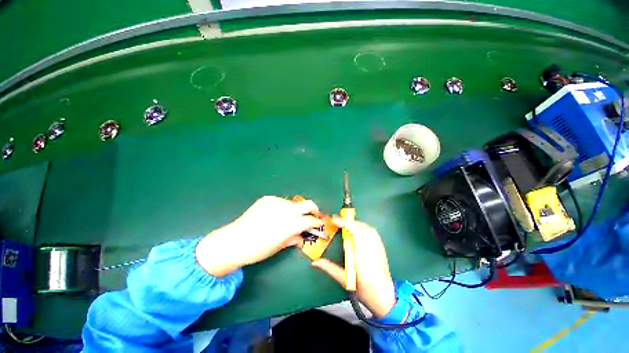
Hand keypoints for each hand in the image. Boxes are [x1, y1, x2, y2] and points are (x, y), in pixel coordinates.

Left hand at [196, 196, 322, 276]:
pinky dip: (282, 207)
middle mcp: (288, 210)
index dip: (316, 222)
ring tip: (287, 218)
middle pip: (308, 204)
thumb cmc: (259, 249)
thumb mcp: (280, 246)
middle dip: (313, 209)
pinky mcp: (268, 198)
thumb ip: (294, 238)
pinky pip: (280, 202)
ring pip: (293, 203)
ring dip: (294, 210)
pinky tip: (274, 214)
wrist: (234, 241)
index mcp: (293, 224)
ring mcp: (277, 202)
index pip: (311, 220)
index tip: (318, 224)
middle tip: (312, 215)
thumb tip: (301, 236)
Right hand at [312, 218, 395, 317]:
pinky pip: (372, 231)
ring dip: (355, 223)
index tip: (334, 220)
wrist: (386, 297)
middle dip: (348, 222)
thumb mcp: (345, 281)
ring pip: (367, 228)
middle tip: (336, 221)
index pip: (354, 233)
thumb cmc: (365, 291)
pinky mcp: (381, 247)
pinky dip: (363, 227)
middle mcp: (371, 248)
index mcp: (362, 256)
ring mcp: (378, 247)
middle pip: (360, 227)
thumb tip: (315, 263)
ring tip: (345, 225)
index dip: (344, 223)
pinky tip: (357, 230)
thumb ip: (330, 269)